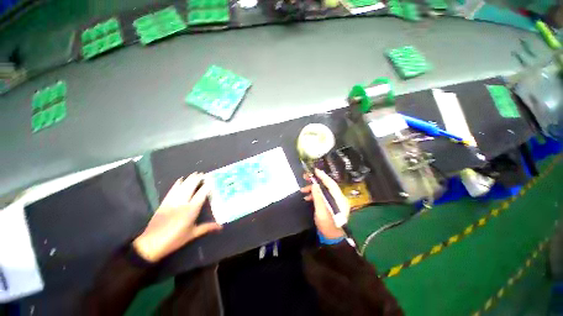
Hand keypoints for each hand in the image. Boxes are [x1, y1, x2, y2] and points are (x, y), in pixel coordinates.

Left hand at [133, 173, 221, 262]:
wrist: (151, 244)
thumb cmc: (175, 240)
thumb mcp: (192, 234)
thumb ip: (207, 227)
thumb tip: (221, 227)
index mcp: (191, 210)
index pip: (201, 194)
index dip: (207, 186)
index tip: (212, 180)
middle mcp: (182, 203)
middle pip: (190, 187)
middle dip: (197, 179)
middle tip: (203, 174)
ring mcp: (172, 202)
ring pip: (181, 187)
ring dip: (188, 179)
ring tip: (195, 174)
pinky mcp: (164, 203)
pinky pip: (171, 191)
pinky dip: (176, 184)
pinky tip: (180, 179)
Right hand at [300, 169, 349, 238]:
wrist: (332, 238)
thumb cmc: (327, 226)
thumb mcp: (321, 212)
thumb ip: (318, 197)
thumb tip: (314, 185)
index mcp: (339, 199)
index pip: (331, 184)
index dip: (323, 176)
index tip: (315, 170)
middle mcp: (338, 198)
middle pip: (327, 185)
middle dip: (316, 181)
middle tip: (305, 177)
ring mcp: (335, 201)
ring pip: (323, 190)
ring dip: (313, 189)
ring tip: (303, 190)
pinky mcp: (331, 205)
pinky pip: (322, 196)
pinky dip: (315, 195)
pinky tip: (307, 197)